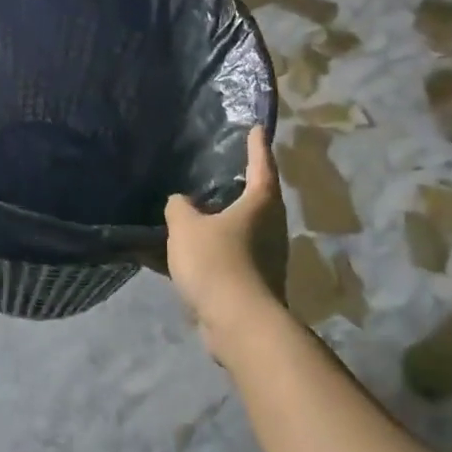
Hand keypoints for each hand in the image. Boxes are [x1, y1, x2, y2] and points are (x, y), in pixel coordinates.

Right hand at [164, 127, 287, 345]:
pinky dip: (210, 251)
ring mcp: (265, 259)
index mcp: (260, 205)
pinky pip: (228, 258)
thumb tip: (182, 203)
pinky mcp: (253, 285)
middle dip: (240, 186)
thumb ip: (180, 208)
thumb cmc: (218, 262)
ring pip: (241, 231)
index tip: (256, 128)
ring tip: (195, 212)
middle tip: (222, 170)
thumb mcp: (186, 226)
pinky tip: (184, 254)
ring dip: (221, 222)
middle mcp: (270, 228)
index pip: (261, 166)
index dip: (257, 146)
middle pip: (257, 200)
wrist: (238, 323)